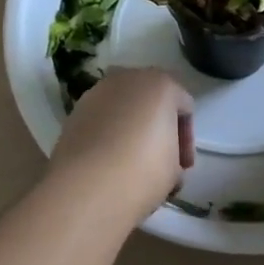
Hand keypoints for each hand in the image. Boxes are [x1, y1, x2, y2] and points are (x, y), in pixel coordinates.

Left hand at [49, 69, 195, 219]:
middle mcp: (128, 78)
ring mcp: (98, 91)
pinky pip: (102, 118)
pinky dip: (108, 132)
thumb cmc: (142, 172)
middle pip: (152, 100)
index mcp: (161, 84)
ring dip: (132, 128)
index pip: (184, 106)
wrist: (86, 186)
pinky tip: (108, 160)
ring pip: (124, 107)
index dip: (187, 139)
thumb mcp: (175, 168)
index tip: (182, 166)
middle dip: (158, 128)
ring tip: (132, 163)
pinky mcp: (76, 110)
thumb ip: (174, 153)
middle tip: (161, 161)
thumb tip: (163, 157)